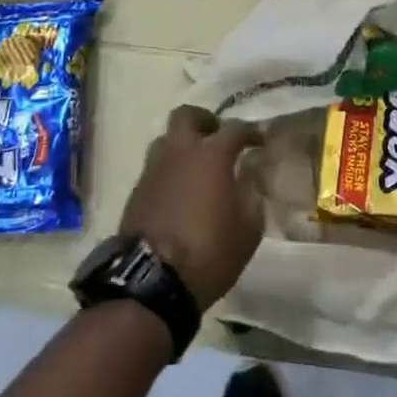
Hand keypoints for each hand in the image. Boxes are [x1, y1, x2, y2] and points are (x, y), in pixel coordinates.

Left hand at [117, 106, 263, 308]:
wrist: (151, 280)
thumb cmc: (208, 251)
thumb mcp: (248, 230)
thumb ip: (252, 196)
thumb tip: (250, 177)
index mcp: (211, 155)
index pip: (235, 129)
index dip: (250, 132)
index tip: (260, 140)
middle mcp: (180, 152)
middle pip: (187, 116)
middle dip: (204, 121)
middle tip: (216, 137)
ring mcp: (153, 169)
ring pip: (166, 140)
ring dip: (181, 146)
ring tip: (195, 167)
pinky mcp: (136, 191)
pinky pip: (155, 168)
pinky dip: (168, 172)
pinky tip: (178, 193)